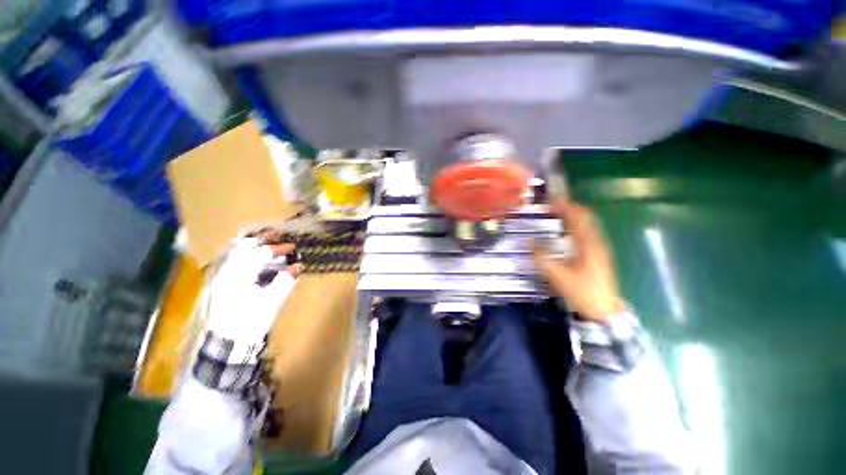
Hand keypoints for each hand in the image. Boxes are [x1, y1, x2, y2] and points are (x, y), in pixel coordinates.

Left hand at [206, 237, 300, 340]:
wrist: (225, 346)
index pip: (260, 254)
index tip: (293, 248)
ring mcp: (219, 278)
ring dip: (251, 244)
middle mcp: (225, 272)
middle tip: (277, 234)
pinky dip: (242, 254)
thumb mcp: (271, 303)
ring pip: (233, 252)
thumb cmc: (250, 323)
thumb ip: (284, 281)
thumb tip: (297, 267)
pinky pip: (229, 261)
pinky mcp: (218, 285)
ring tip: (265, 241)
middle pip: (242, 247)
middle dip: (262, 238)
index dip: (278, 249)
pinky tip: (250, 256)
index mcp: (238, 277)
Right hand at [533, 199, 624, 321]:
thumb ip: (541, 258)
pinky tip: (566, 233)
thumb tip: (527, 242)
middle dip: (570, 209)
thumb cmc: (581, 292)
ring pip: (588, 226)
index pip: (578, 217)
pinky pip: (587, 234)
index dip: (565, 206)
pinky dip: (577, 227)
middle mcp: (596, 243)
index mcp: (588, 244)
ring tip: (558, 215)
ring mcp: (599, 249)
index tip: (551, 200)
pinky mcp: (598, 256)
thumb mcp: (557, 275)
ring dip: (574, 217)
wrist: (603, 310)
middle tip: (552, 206)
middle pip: (586, 218)